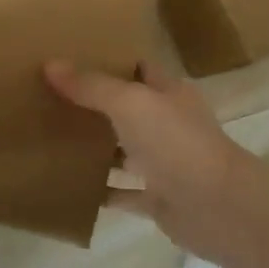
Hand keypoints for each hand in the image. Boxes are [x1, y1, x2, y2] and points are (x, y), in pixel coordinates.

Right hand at [44, 59, 261, 264]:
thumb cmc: (176, 143)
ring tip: (53, 138)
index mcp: (169, 93)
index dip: (109, 61)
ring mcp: (165, 163)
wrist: (218, 208)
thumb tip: (50, 64)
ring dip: (97, 148)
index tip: (72, 58)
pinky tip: (71, 186)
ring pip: (124, 150)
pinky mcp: (159, 199)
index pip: (138, 68)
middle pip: (127, 109)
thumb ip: (91, 86)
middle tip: (50, 97)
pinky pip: (124, 192)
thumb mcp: (130, 103)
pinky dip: (102, 190)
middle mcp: (168, 124)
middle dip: (94, 105)